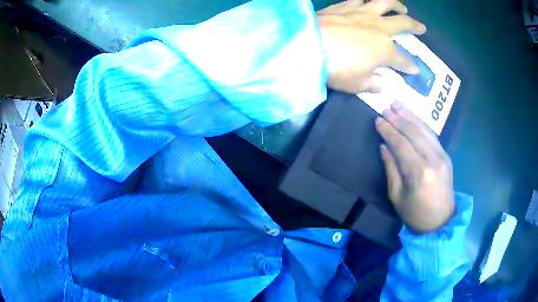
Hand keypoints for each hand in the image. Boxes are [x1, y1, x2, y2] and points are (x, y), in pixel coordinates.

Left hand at [317, 0, 425, 92]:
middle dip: (415, 27)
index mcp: (385, 50)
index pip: (403, 60)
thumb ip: (374, 84)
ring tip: (402, 8)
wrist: (307, 46)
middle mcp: (378, 28)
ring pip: (385, 3)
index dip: (410, 66)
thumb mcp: (358, 84)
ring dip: (396, 5)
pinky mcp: (344, 6)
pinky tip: (368, 0)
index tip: (415, 70)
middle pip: (402, 24)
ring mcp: (361, 13)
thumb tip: (383, 84)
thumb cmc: (336, 69)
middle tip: (422, 27)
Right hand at [376, 102, 454, 233]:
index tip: (377, 120)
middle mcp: (433, 159)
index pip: (401, 144)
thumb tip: (384, 146)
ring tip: (397, 105)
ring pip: (424, 129)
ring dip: (410, 116)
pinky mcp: (446, 156)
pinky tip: (413, 117)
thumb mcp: (396, 196)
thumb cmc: (415, 214)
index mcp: (419, 172)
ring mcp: (442, 156)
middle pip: (414, 132)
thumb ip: (391, 168)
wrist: (440, 222)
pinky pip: (432, 135)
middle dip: (398, 118)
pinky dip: (421, 123)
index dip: (388, 130)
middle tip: (386, 108)